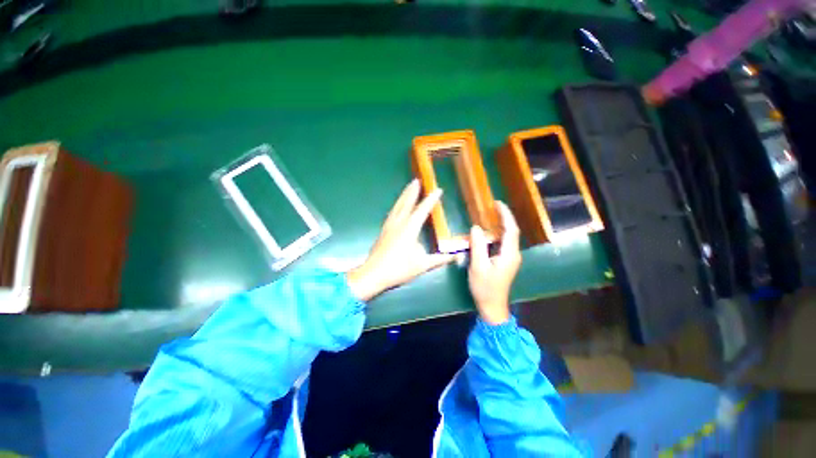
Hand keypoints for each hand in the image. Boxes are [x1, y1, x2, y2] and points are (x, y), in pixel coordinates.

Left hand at [347, 180, 454, 300]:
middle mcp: (399, 222)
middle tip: (417, 180)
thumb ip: (439, 259)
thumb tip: (455, 255)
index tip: (438, 189)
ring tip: (408, 187)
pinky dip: (397, 205)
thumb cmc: (399, 268)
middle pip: (407, 203)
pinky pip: (392, 212)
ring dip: (404, 195)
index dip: (431, 199)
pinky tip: (397, 206)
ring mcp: (389, 225)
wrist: (373, 274)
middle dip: (413, 191)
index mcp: (410, 228)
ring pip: (398, 206)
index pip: (422, 210)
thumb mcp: (422, 265)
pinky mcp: (384, 230)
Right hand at [468, 202, 521, 324]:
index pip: (511, 229)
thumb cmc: (484, 288)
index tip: (497, 203)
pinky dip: (498, 234)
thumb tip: (476, 228)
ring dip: (501, 225)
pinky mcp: (506, 262)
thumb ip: (477, 246)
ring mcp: (511, 259)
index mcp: (509, 254)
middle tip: (492, 207)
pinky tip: (489, 232)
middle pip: (512, 231)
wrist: (492, 307)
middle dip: (504, 217)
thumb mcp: (478, 266)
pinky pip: (503, 243)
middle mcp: (513, 254)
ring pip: (508, 237)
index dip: (506, 215)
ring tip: (491, 215)